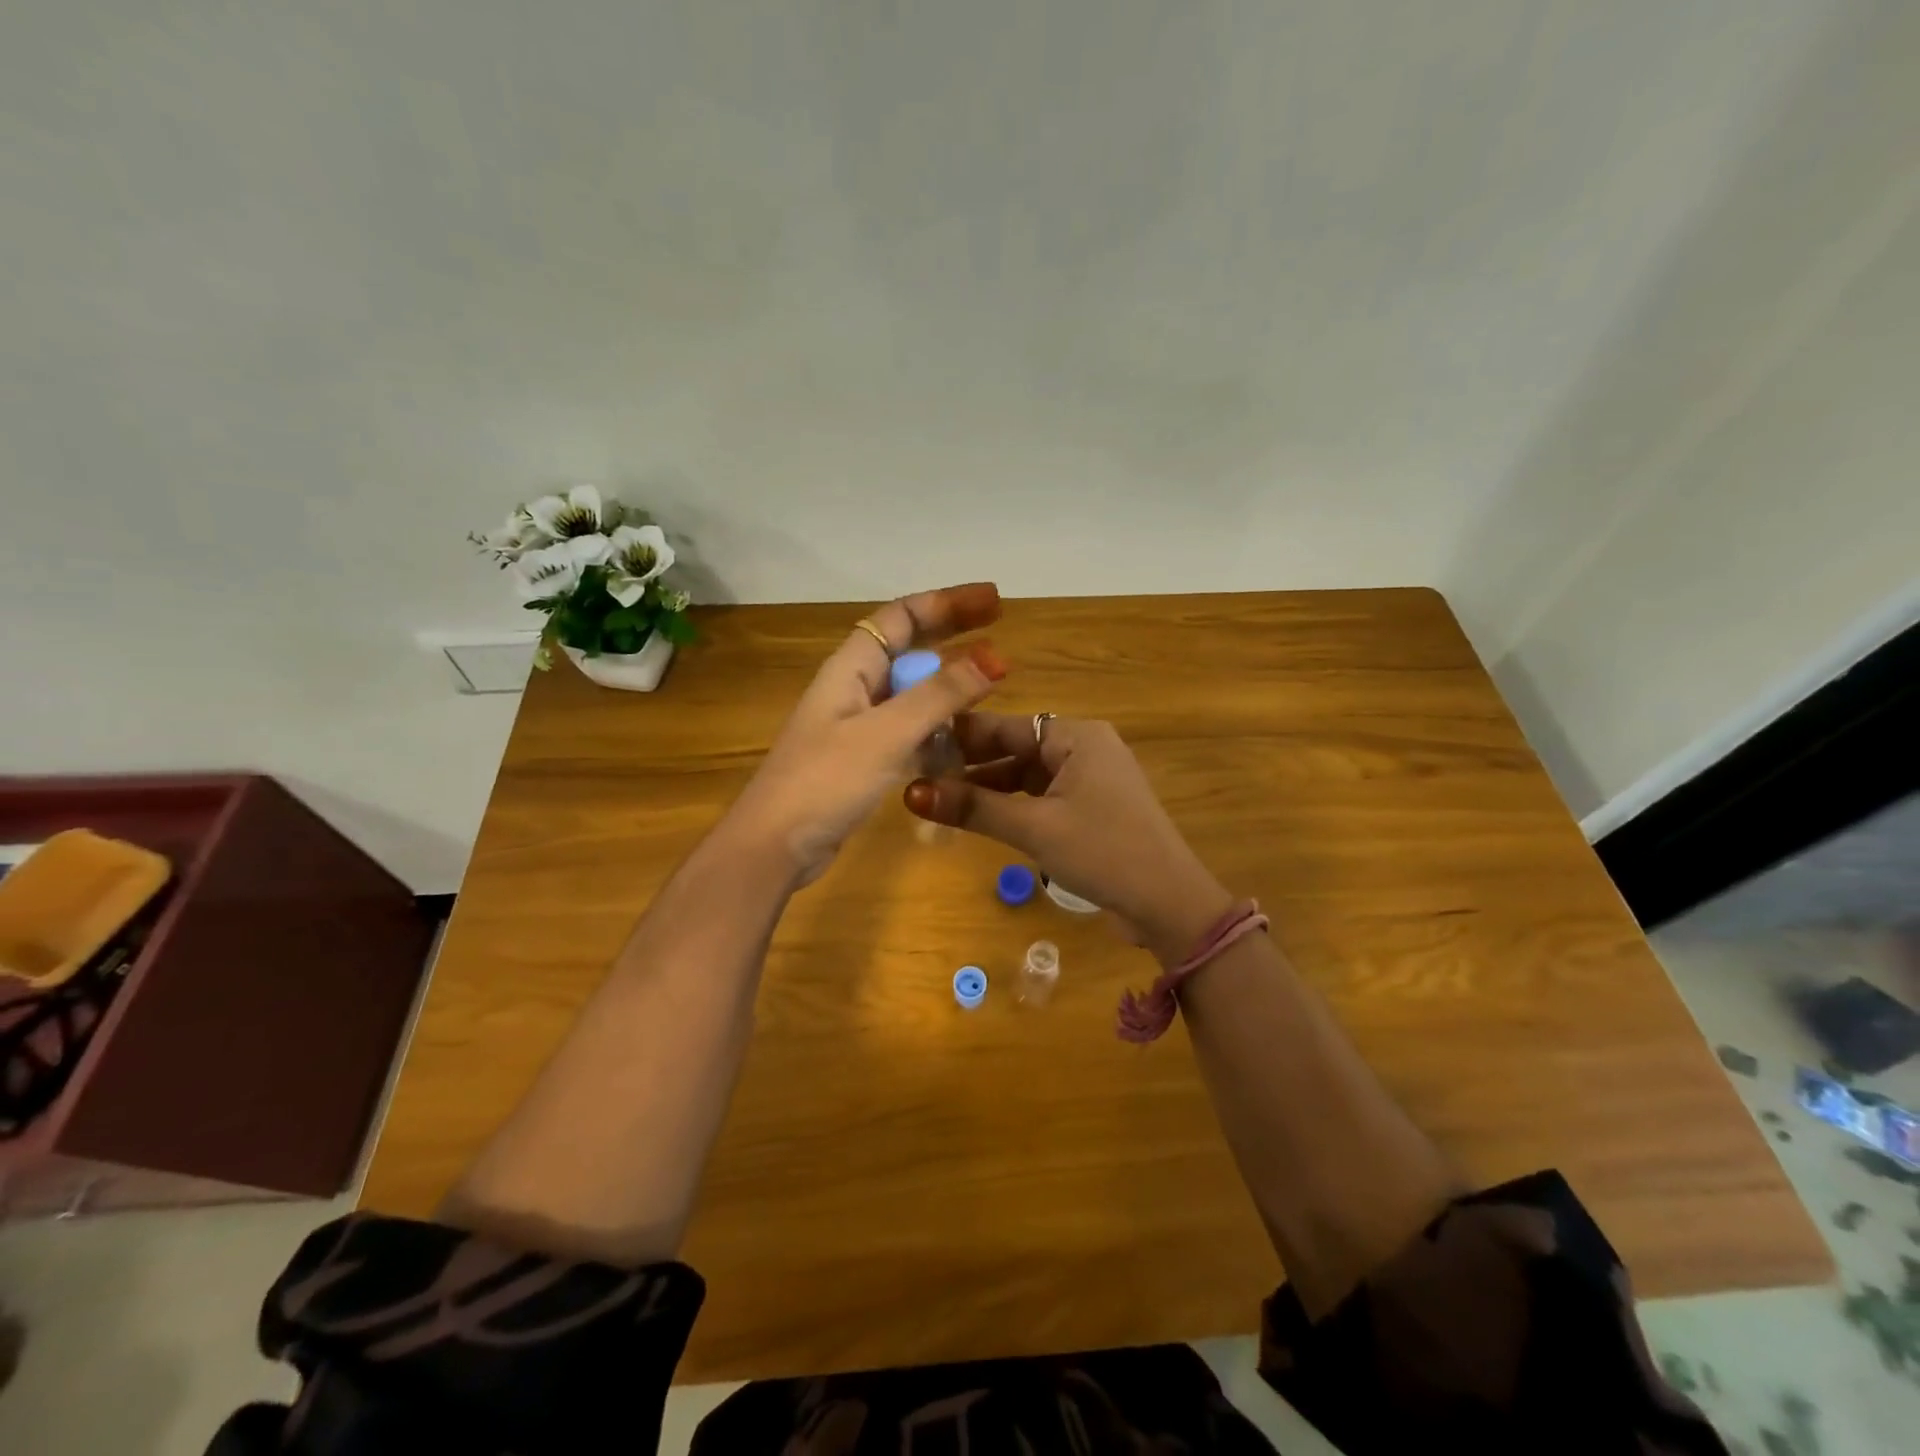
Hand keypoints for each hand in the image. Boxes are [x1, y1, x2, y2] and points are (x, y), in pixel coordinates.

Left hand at [724, 583, 1006, 885]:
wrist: (774, 846)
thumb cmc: (825, 780)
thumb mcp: (887, 733)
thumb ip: (940, 695)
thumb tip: (994, 656)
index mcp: (851, 668)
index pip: (901, 617)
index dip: (946, 603)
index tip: (992, 602)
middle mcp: (854, 688)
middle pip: (909, 648)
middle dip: (953, 635)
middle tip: (1000, 629)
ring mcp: (858, 726)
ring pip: (912, 692)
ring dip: (948, 685)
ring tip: (991, 685)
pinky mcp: (864, 760)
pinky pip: (909, 730)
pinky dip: (937, 728)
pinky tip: (964, 741)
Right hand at [904, 714, 1234, 961]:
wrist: (1169, 903)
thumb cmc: (1103, 852)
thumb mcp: (1034, 828)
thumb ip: (973, 808)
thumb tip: (911, 793)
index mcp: (1077, 736)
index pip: (1007, 726)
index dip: (961, 737)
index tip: (916, 745)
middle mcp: (1085, 747)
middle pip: (1017, 749)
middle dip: (972, 765)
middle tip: (920, 776)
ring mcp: (1092, 778)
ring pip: (1028, 775)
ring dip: (991, 788)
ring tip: (942, 800)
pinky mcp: (1093, 807)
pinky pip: (1044, 796)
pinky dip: (1014, 805)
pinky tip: (983, 817)